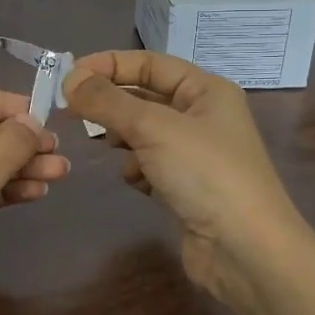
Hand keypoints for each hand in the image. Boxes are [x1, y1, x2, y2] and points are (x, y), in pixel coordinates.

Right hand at [63, 51, 303, 311]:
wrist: (246, 251)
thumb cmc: (205, 174)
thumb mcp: (152, 127)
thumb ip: (107, 101)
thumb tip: (70, 80)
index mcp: (205, 90)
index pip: (148, 63)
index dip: (108, 65)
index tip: (68, 78)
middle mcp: (202, 116)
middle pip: (143, 96)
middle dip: (110, 103)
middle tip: (71, 111)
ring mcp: (195, 153)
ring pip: (142, 132)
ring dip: (122, 137)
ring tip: (108, 145)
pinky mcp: (185, 186)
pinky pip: (148, 164)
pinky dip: (137, 169)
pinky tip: (138, 182)